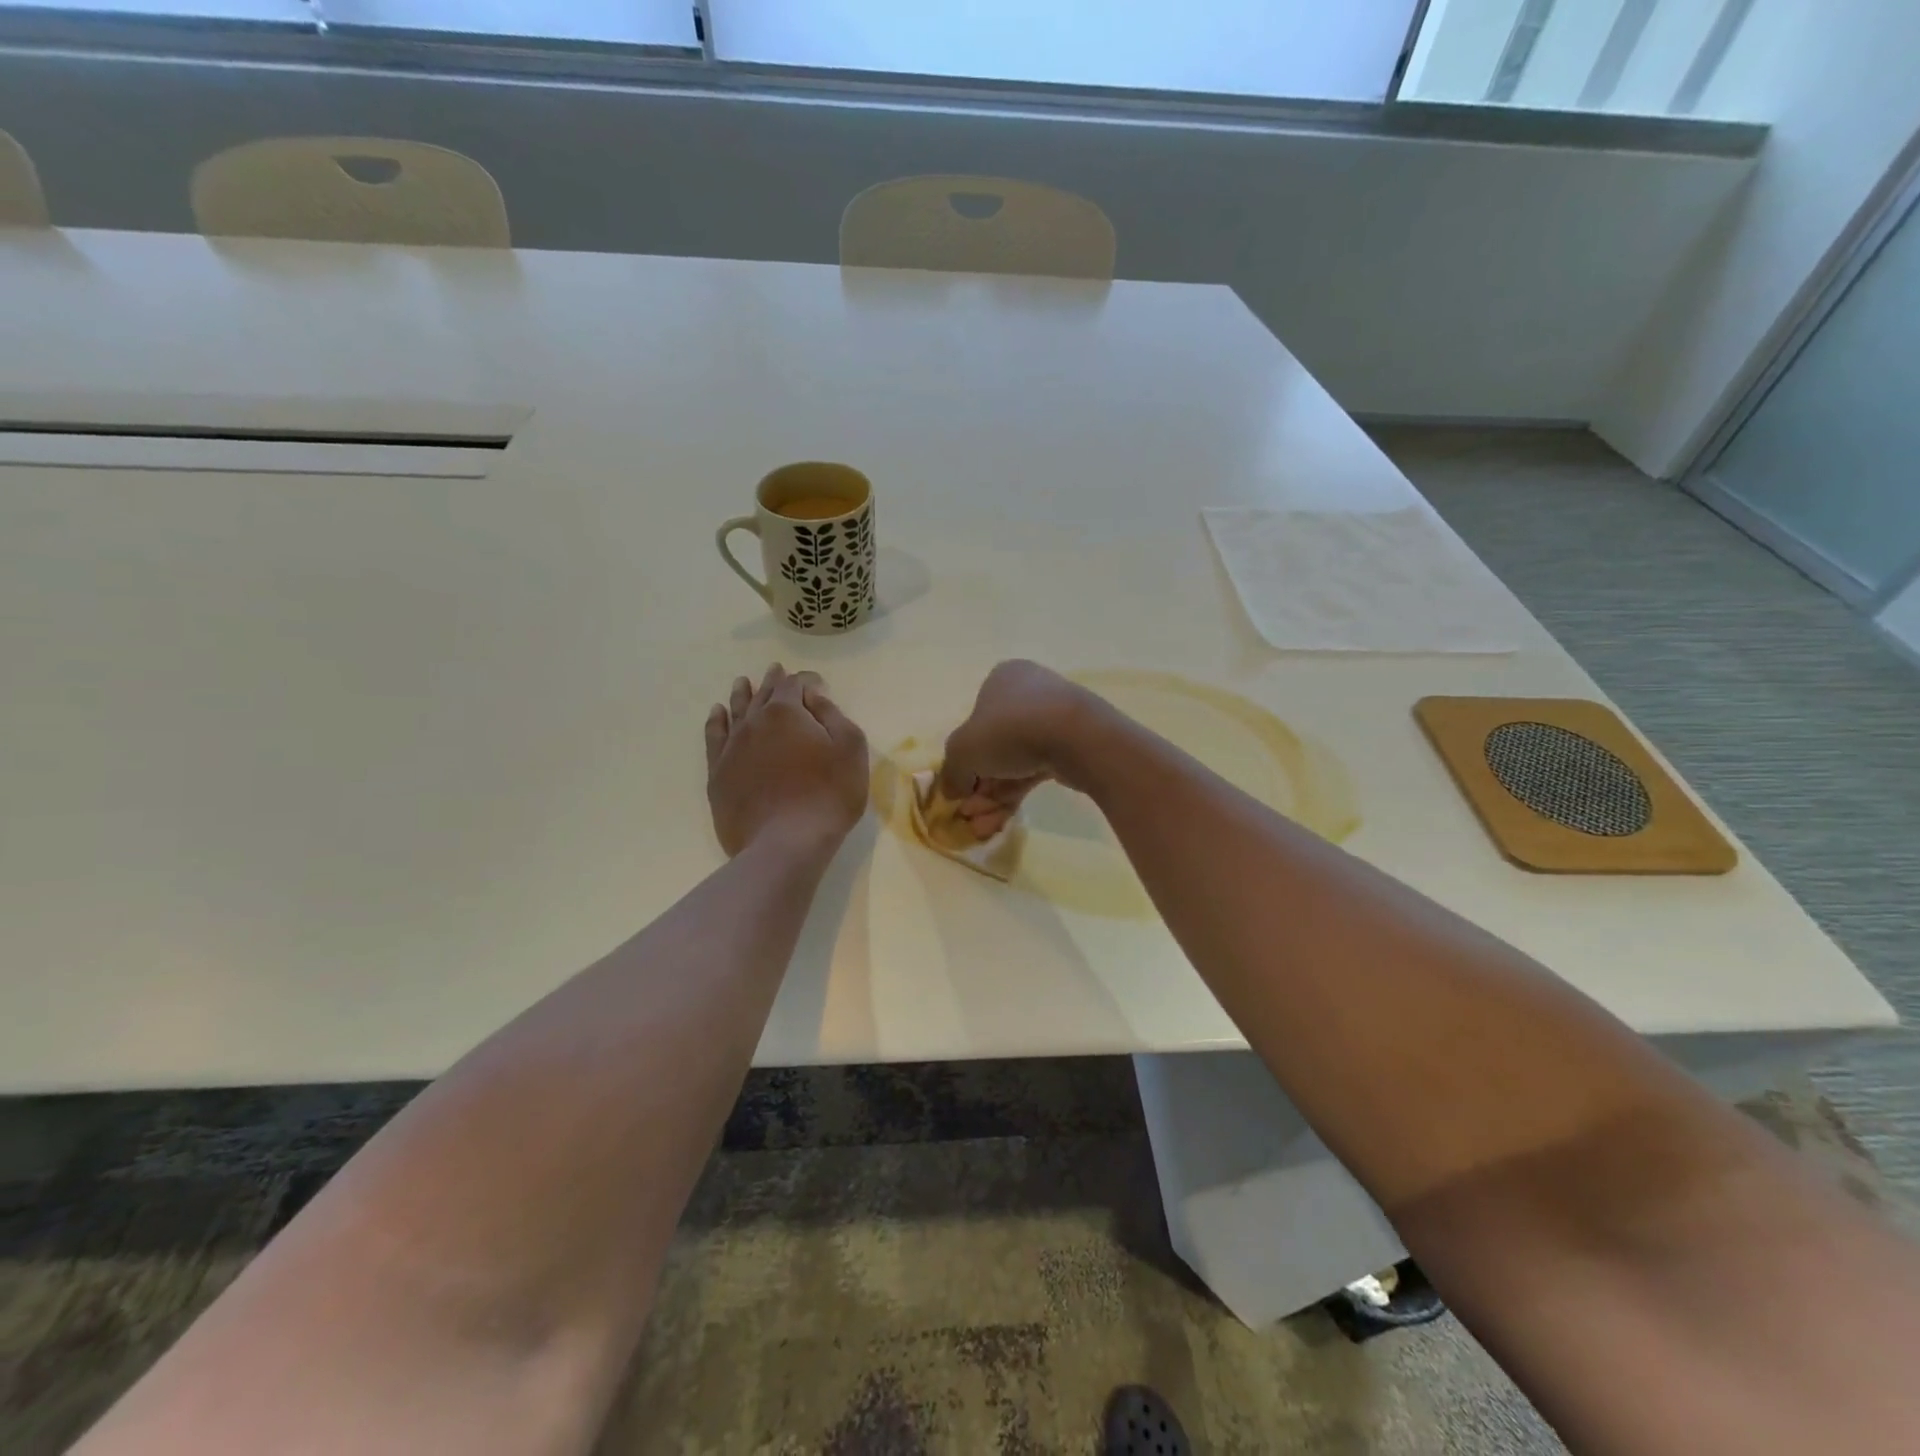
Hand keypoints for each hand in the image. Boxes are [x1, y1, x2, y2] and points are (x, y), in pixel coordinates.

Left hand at [705, 665, 868, 857]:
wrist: (784, 843)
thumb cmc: (827, 795)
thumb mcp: (849, 749)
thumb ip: (832, 714)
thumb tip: (813, 695)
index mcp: (786, 713)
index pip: (795, 685)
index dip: (806, 680)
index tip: (816, 682)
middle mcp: (753, 723)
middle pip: (763, 695)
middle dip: (772, 681)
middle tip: (775, 670)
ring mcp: (732, 748)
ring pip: (735, 712)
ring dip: (741, 695)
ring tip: (742, 682)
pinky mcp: (718, 774)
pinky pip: (714, 738)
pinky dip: (716, 722)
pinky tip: (717, 714)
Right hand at [939, 660, 1099, 840]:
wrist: (1077, 738)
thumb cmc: (1010, 730)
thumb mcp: (963, 750)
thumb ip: (952, 771)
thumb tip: (952, 790)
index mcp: (1002, 679)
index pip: (973, 721)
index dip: (963, 758)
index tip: (958, 789)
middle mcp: (1028, 693)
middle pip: (994, 747)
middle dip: (978, 787)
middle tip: (969, 815)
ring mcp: (1053, 719)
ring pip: (1014, 763)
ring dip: (993, 797)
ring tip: (981, 828)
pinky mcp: (1071, 746)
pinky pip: (1035, 770)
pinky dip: (1015, 795)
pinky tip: (1000, 822)